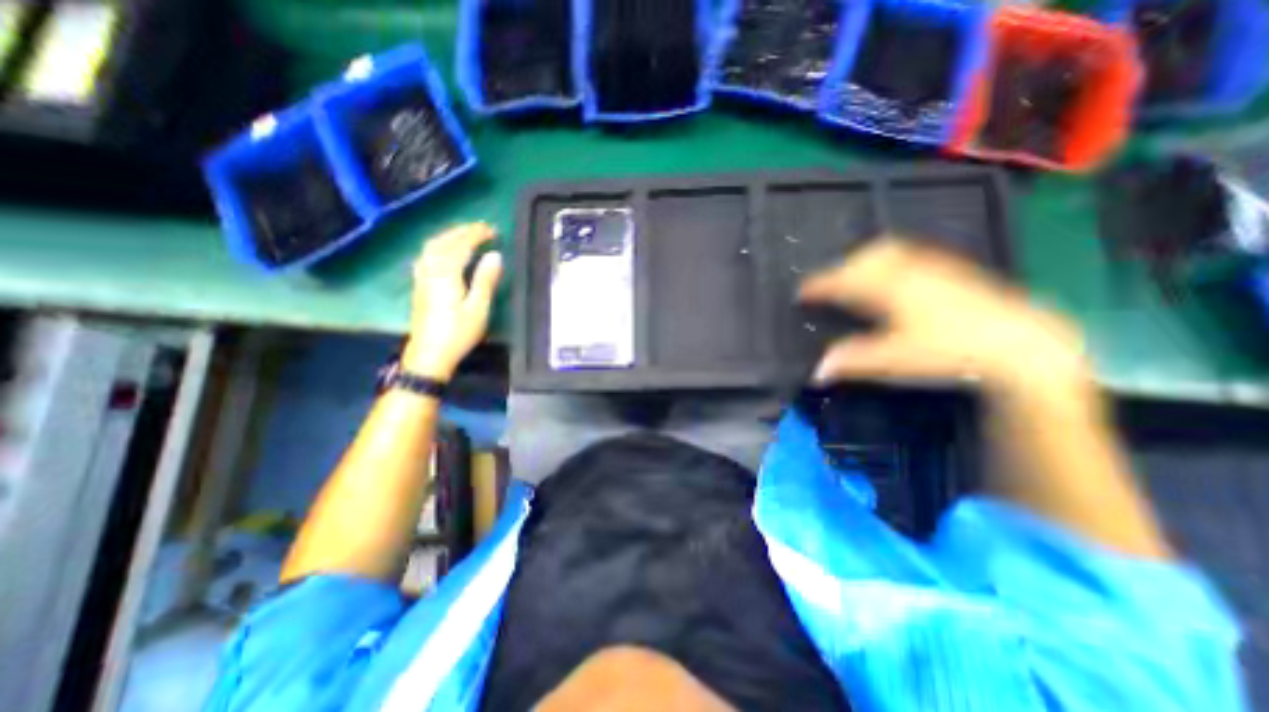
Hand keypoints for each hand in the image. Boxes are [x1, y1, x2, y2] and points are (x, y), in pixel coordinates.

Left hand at [406, 223, 505, 379]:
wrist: (429, 354)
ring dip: (448, 236)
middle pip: (442, 242)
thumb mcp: (478, 308)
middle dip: (461, 231)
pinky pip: (426, 256)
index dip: (476, 234)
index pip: (461, 245)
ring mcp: (422, 278)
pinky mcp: (419, 286)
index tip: (492, 230)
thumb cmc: (458, 333)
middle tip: (481, 229)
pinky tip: (444, 252)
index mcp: (446, 274)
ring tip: (464, 235)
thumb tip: (495, 255)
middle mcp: (430, 270)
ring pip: (431, 247)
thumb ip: (485, 280)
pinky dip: (438, 246)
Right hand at [801, 237, 1090, 395]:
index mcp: (888, 290)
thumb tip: (816, 371)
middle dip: (839, 268)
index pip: (843, 282)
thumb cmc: (950, 351)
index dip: (818, 286)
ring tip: (853, 276)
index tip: (801, 293)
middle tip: (827, 285)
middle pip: (863, 258)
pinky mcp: (950, 270)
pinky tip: (891, 275)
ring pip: (886, 251)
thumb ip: (852, 361)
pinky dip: (888, 260)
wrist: (1022, 343)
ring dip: (862, 260)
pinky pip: (909, 254)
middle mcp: (906, 271)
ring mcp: (931, 267)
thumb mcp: (894, 360)